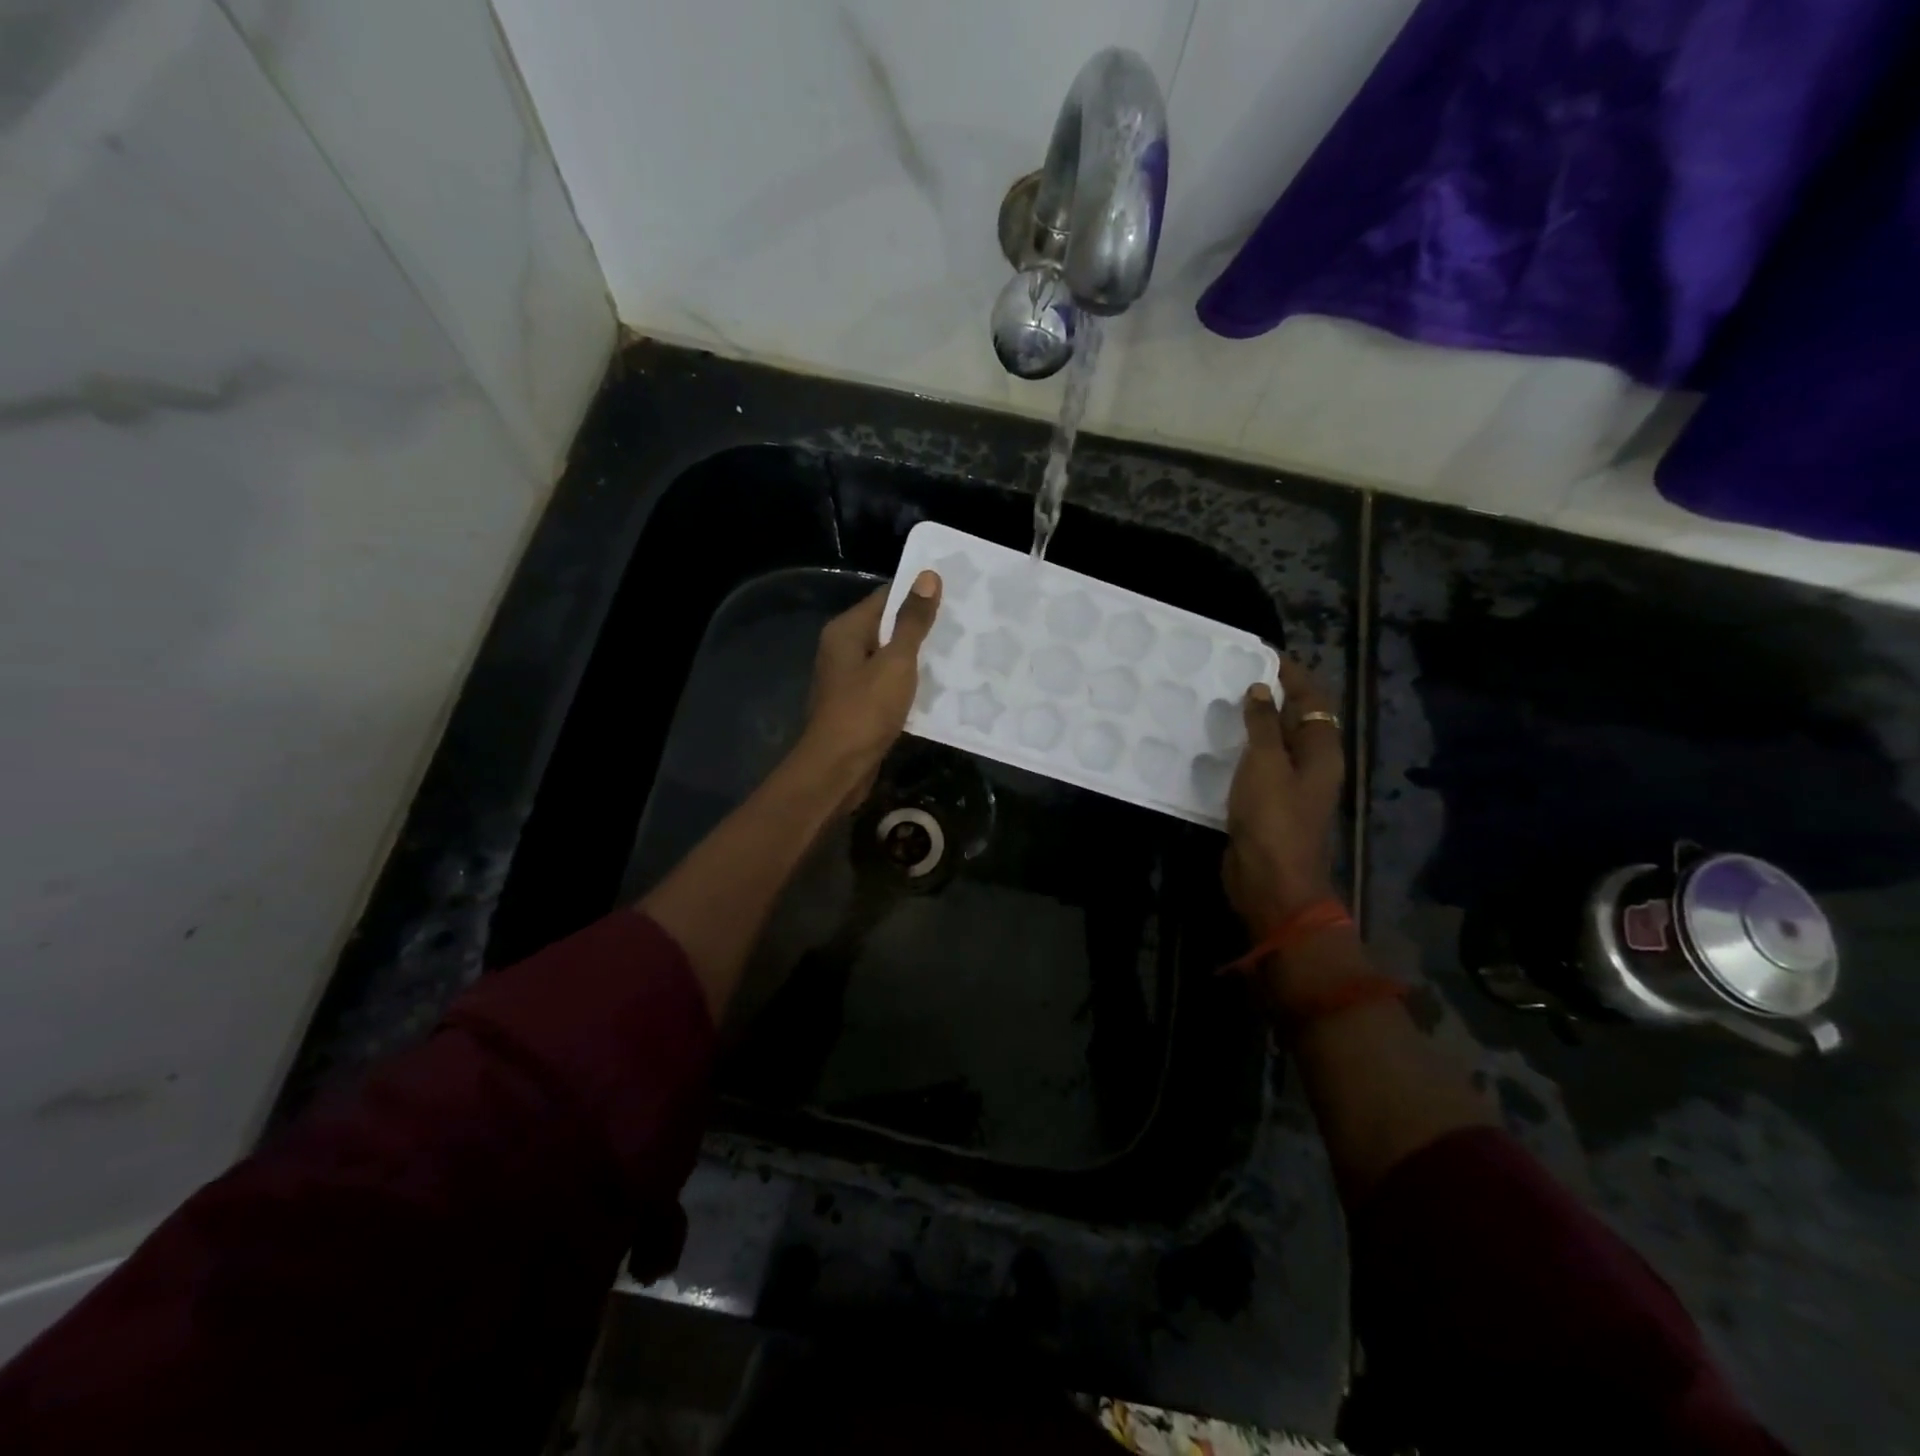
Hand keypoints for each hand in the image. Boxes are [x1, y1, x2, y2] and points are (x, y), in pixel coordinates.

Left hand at [796, 570, 941, 804]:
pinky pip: (888, 685)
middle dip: (922, 628)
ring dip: (918, 659)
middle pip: (887, 628)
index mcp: (846, 631)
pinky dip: (909, 685)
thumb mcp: (896, 662)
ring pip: (889, 659)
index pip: (886, 598)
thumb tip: (927, 576)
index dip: (917, 594)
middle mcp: (843, 650)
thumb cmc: (865, 710)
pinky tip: (939, 688)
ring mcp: (849, 680)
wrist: (837, 769)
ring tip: (960, 652)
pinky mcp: (859, 706)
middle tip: (964, 623)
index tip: (954, 593)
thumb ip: (912, 622)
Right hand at [1223, 658, 1345, 935]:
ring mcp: (1287, 786)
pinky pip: (1254, 767)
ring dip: (1250, 723)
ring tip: (1217, 701)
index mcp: (1321, 751)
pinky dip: (1238, 750)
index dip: (1290, 674)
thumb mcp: (1266, 763)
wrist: (1270, 882)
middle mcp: (1310, 764)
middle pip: (1293, 719)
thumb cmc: (1273, 818)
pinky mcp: (1264, 804)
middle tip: (1232, 674)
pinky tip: (1212, 743)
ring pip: (1271, 743)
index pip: (1311, 698)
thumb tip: (1261, 690)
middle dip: (1268, 695)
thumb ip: (1262, 724)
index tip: (1260, 653)